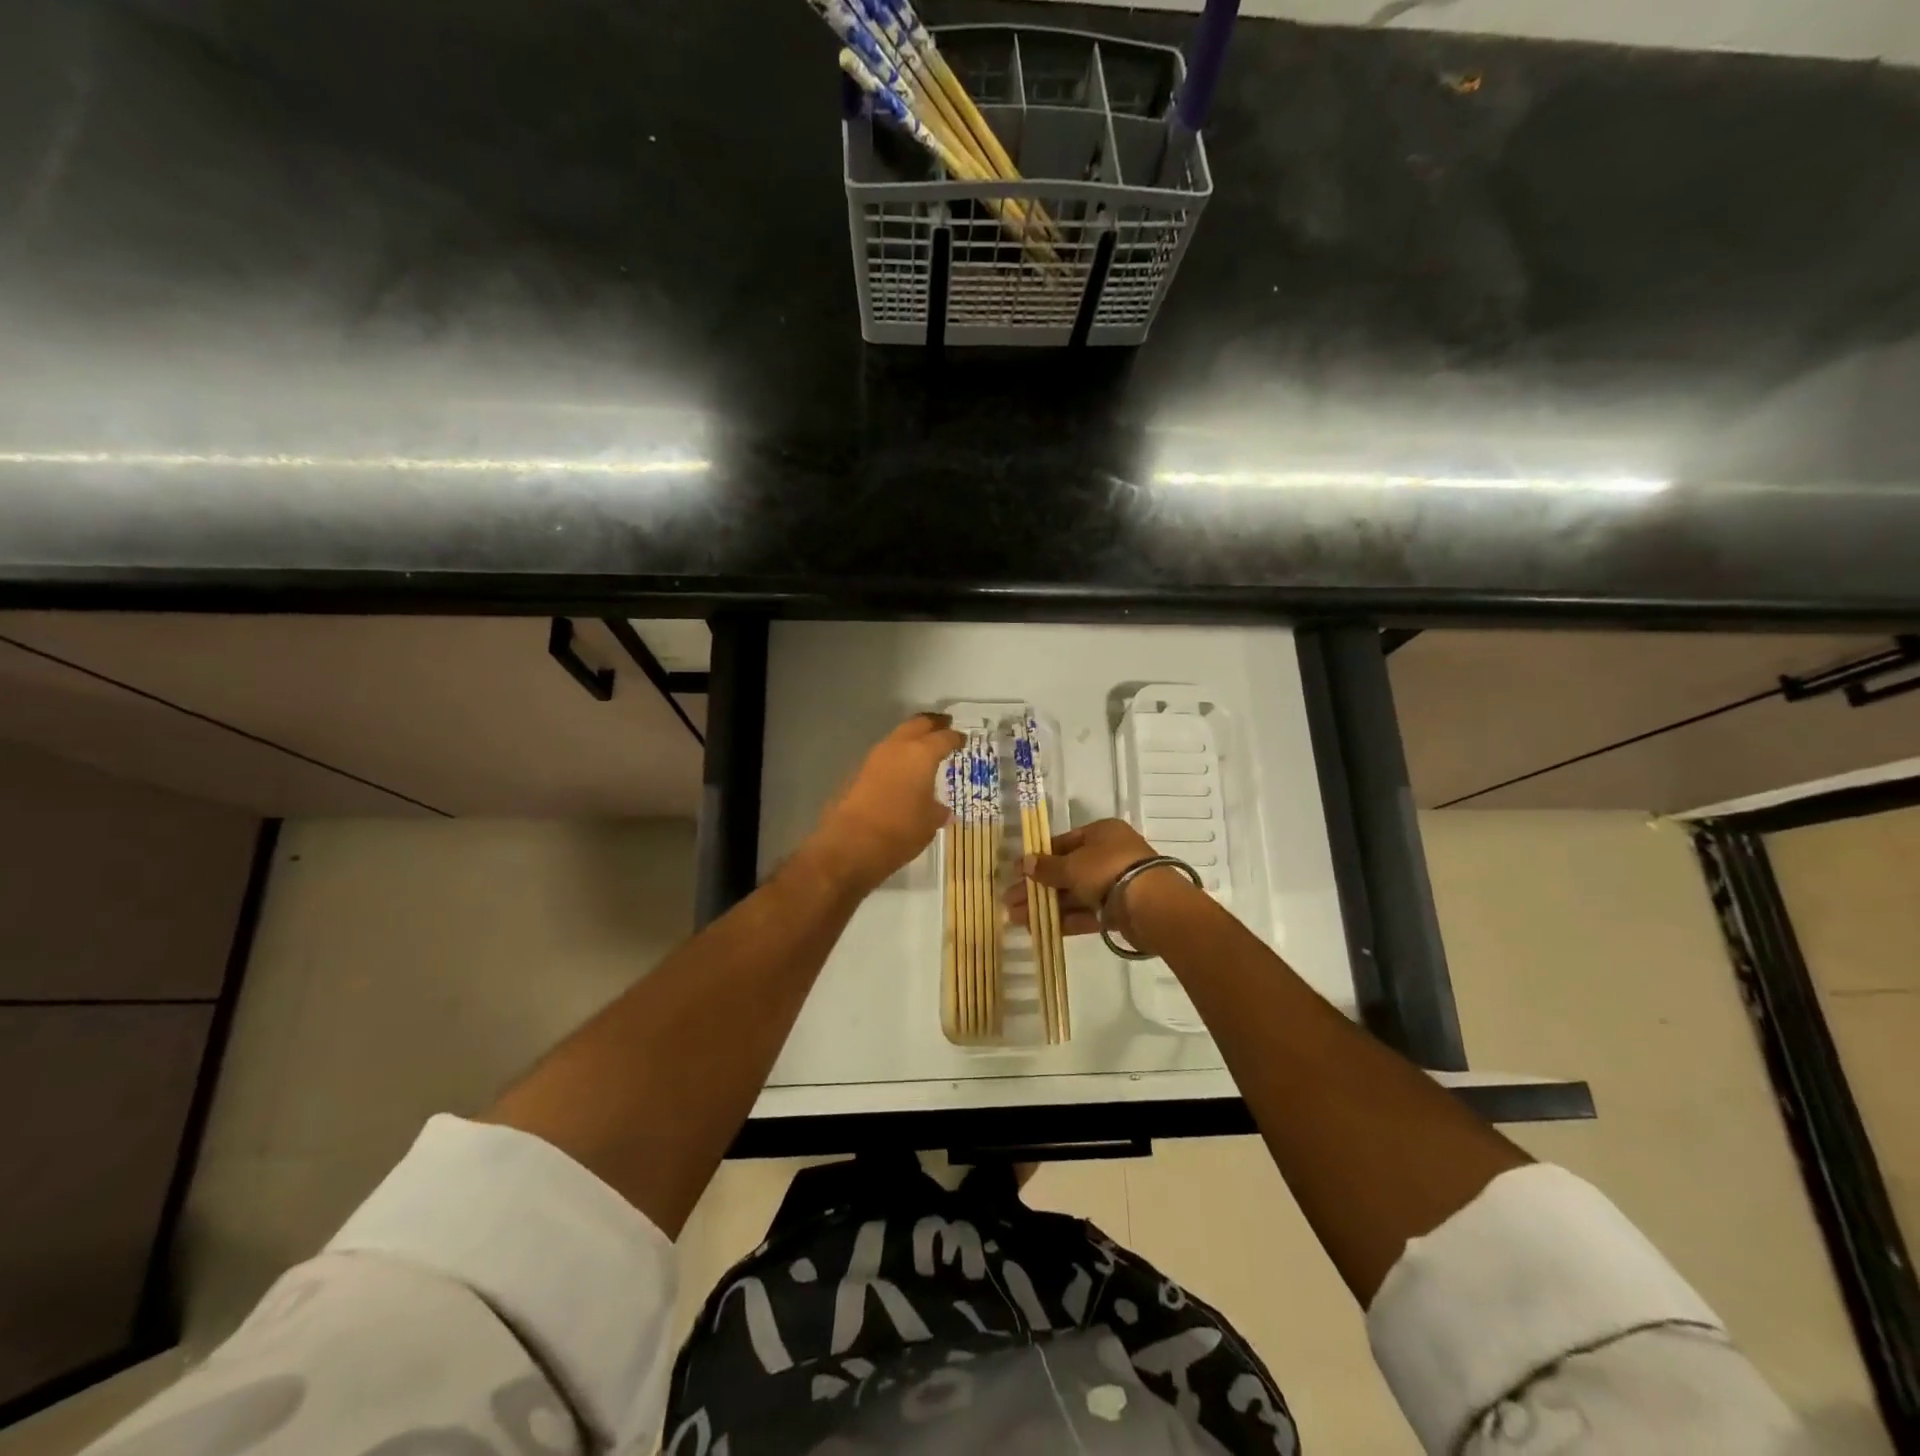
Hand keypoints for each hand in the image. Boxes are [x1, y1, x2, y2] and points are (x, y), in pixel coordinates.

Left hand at [809, 713, 965, 892]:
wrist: (850, 844)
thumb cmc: (900, 831)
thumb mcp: (929, 823)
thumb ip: (937, 810)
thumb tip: (940, 808)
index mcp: (921, 754)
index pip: (944, 738)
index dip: (955, 738)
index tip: (962, 739)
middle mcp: (897, 748)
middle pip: (917, 725)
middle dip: (932, 724)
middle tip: (944, 726)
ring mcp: (874, 758)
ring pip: (897, 738)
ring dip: (911, 739)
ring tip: (924, 749)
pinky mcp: (858, 772)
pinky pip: (884, 756)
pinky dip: (896, 757)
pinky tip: (902, 771)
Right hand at [1007, 818, 1198, 952]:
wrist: (1151, 905)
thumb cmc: (1108, 870)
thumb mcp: (1071, 865)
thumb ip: (1047, 867)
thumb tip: (1024, 863)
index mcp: (1101, 833)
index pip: (1064, 842)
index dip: (1038, 857)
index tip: (1016, 872)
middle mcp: (1109, 855)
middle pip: (1067, 870)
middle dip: (1038, 887)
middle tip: (1009, 900)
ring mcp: (1115, 885)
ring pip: (1074, 894)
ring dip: (1046, 905)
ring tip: (1016, 918)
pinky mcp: (1118, 912)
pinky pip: (1086, 913)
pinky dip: (1064, 920)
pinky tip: (1039, 928)